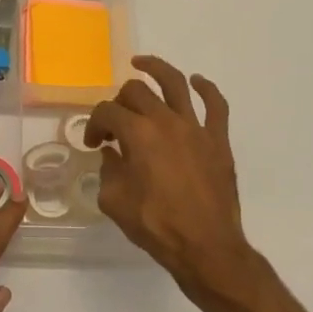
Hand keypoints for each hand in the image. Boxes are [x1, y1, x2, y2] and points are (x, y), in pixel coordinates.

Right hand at [86, 56, 254, 295]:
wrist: (206, 247)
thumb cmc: (156, 225)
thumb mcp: (114, 201)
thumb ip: (108, 171)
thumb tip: (113, 155)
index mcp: (137, 134)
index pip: (107, 112)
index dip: (94, 124)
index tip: (94, 144)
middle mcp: (165, 120)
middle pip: (136, 91)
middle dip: (118, 102)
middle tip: (116, 123)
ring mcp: (195, 127)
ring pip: (175, 83)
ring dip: (156, 68)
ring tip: (142, 63)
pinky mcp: (218, 140)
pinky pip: (216, 105)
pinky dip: (206, 89)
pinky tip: (197, 82)